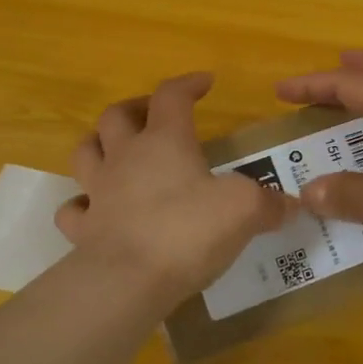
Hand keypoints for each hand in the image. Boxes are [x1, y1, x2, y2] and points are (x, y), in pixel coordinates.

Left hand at [56, 72, 295, 302]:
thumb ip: (269, 204)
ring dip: (98, 144)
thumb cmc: (188, 231)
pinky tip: (94, 211)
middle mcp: (125, 157)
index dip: (188, 84)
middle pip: (117, 115)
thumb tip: (289, 205)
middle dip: (135, 108)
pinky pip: (73, 210)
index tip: (205, 82)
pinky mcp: (83, 230)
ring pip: (85, 152)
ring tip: (115, 151)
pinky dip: (81, 206)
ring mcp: (99, 192)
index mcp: (165, 141)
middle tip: (152, 115)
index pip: (171, 95)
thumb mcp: (244, 210)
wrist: (129, 280)